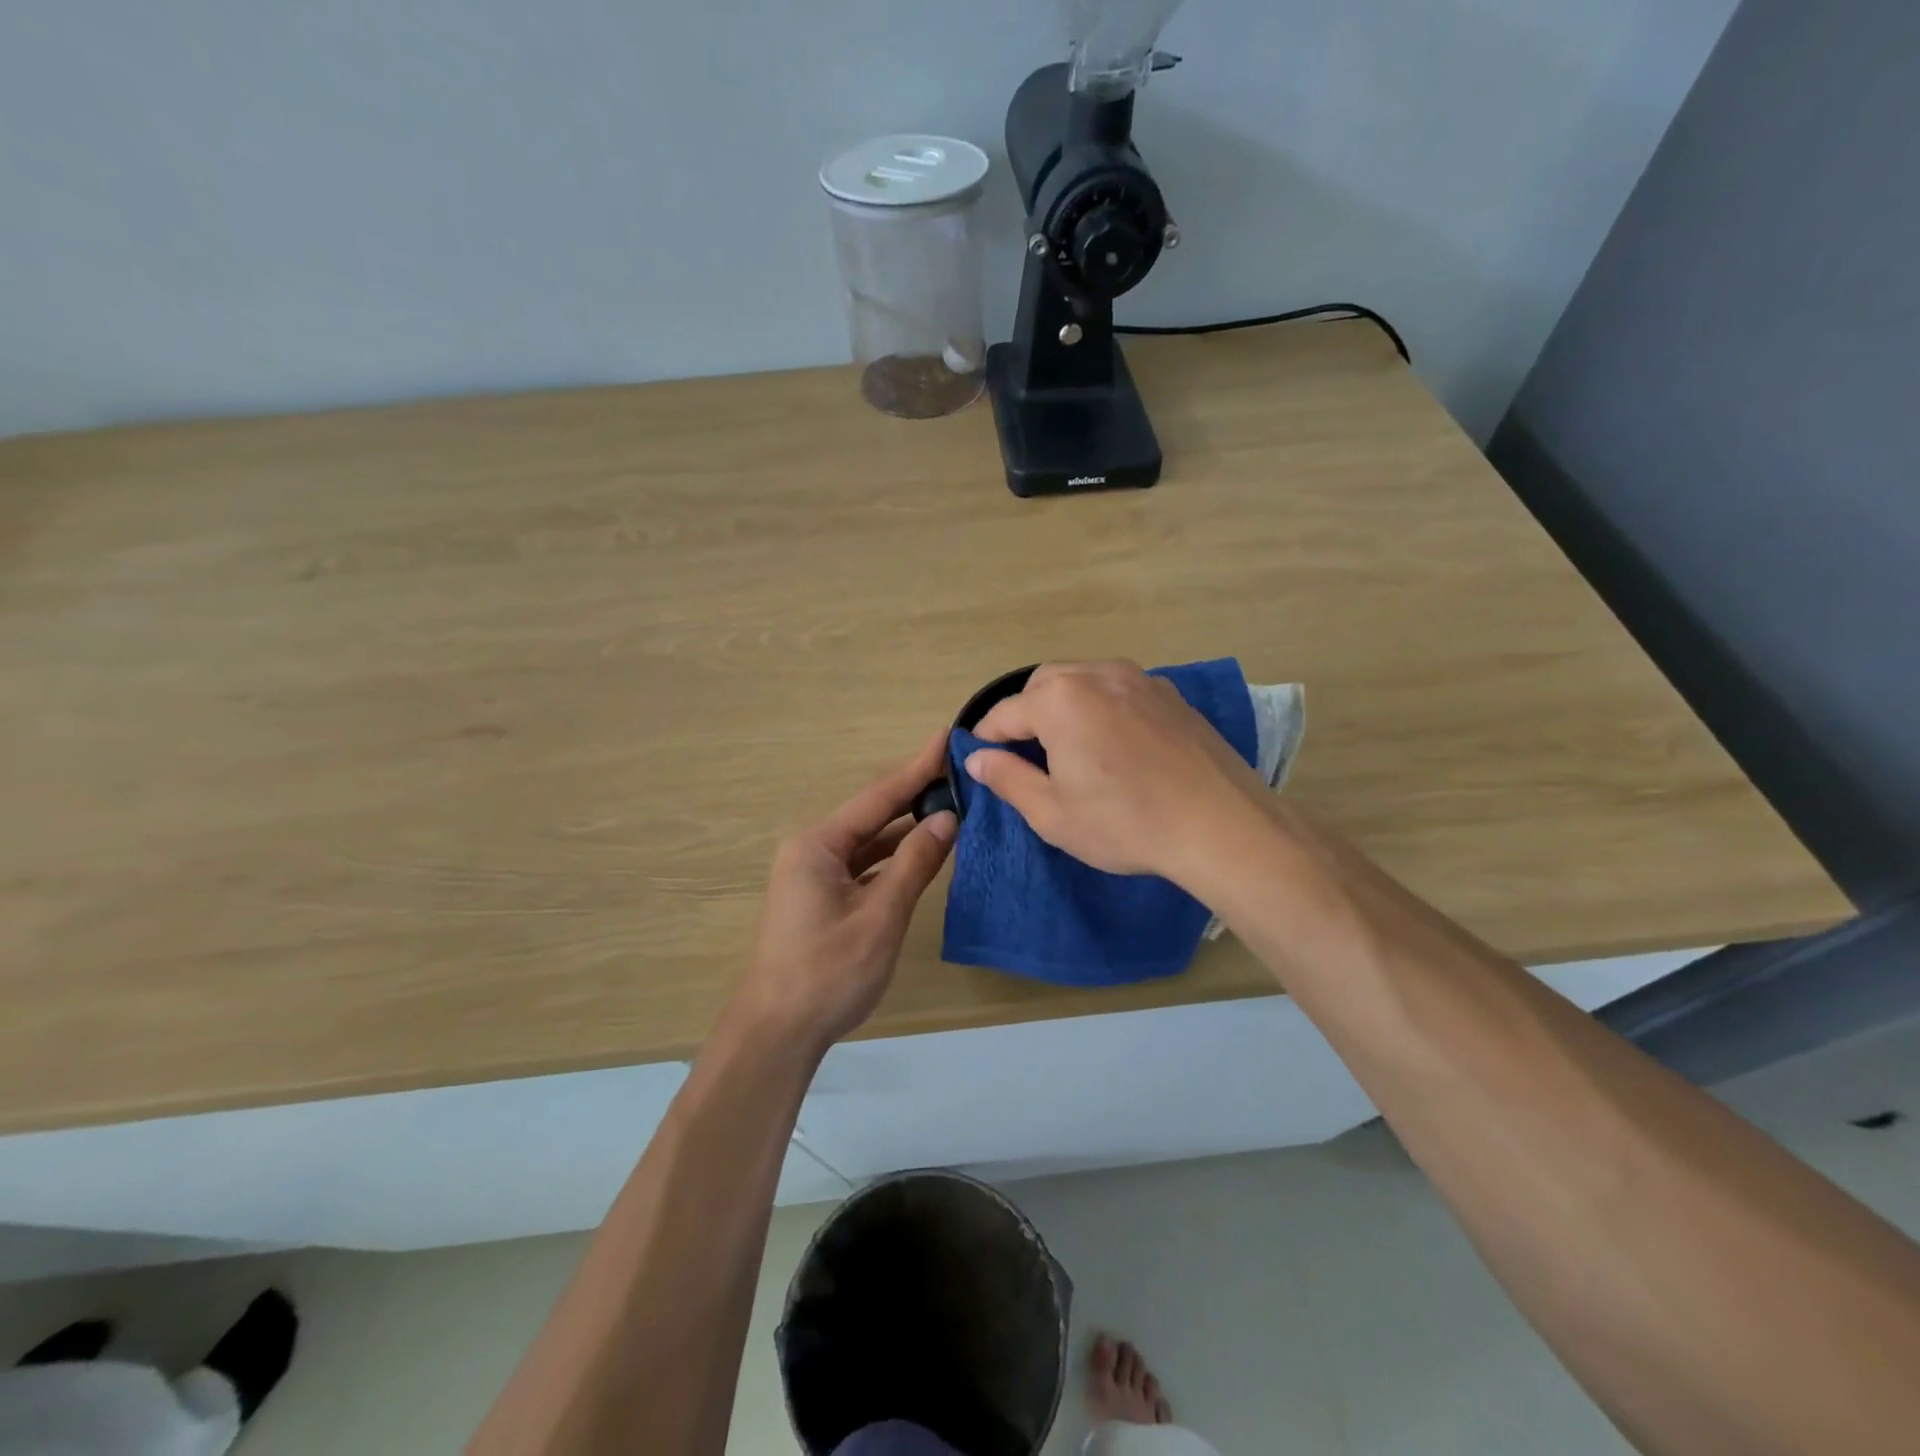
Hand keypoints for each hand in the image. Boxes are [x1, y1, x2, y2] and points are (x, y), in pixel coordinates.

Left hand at [731, 733, 956, 1055]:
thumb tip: (948, 818)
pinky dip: (893, 860)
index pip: (878, 797)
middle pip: (873, 815)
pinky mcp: (822, 899)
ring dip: (907, 830)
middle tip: (960, 772)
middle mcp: (813, 850)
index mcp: (818, 845)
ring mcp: (815, 876)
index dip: (917, 768)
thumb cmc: (827, 973)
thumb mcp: (880, 917)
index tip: (946, 738)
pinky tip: (923, 855)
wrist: (776, 1034)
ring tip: (953, 807)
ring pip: (870, 843)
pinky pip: (864, 867)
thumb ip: (914, 864)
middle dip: (915, 795)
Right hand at [964, 660, 1269, 884]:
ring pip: (1083, 679)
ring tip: (1068, 746)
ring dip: (1063, 704)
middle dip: (1025, 713)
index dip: (986, 737)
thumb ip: (1007, 778)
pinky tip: (1113, 743)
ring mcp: (1140, 679)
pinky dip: (1101, 705)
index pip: (1005, 713)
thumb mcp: (1052, 813)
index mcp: (1061, 699)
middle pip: (1043, 684)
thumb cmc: (1126, 823)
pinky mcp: (1171, 694)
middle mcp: (1098, 674)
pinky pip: (1119, 689)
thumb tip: (976, 757)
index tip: (979, 759)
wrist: (1221, 825)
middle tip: (1026, 754)